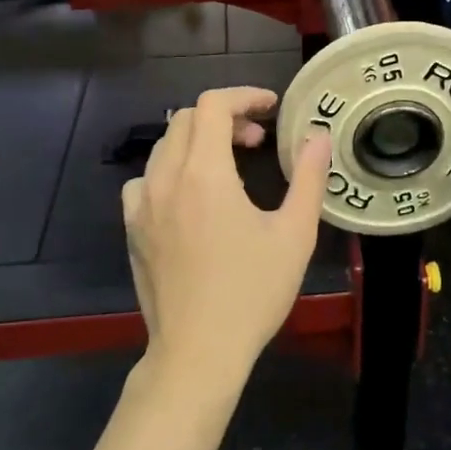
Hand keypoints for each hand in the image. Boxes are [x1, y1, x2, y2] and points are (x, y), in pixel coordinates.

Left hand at [122, 87, 331, 391]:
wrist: (198, 353)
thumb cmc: (252, 292)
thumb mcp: (295, 234)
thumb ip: (309, 177)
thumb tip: (318, 136)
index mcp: (205, 174)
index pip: (213, 105)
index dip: (244, 97)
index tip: (271, 108)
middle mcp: (166, 179)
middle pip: (187, 119)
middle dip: (225, 117)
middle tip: (258, 141)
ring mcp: (142, 205)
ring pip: (164, 146)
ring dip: (198, 141)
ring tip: (229, 166)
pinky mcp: (132, 229)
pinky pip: (145, 179)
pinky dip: (170, 170)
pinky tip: (190, 197)